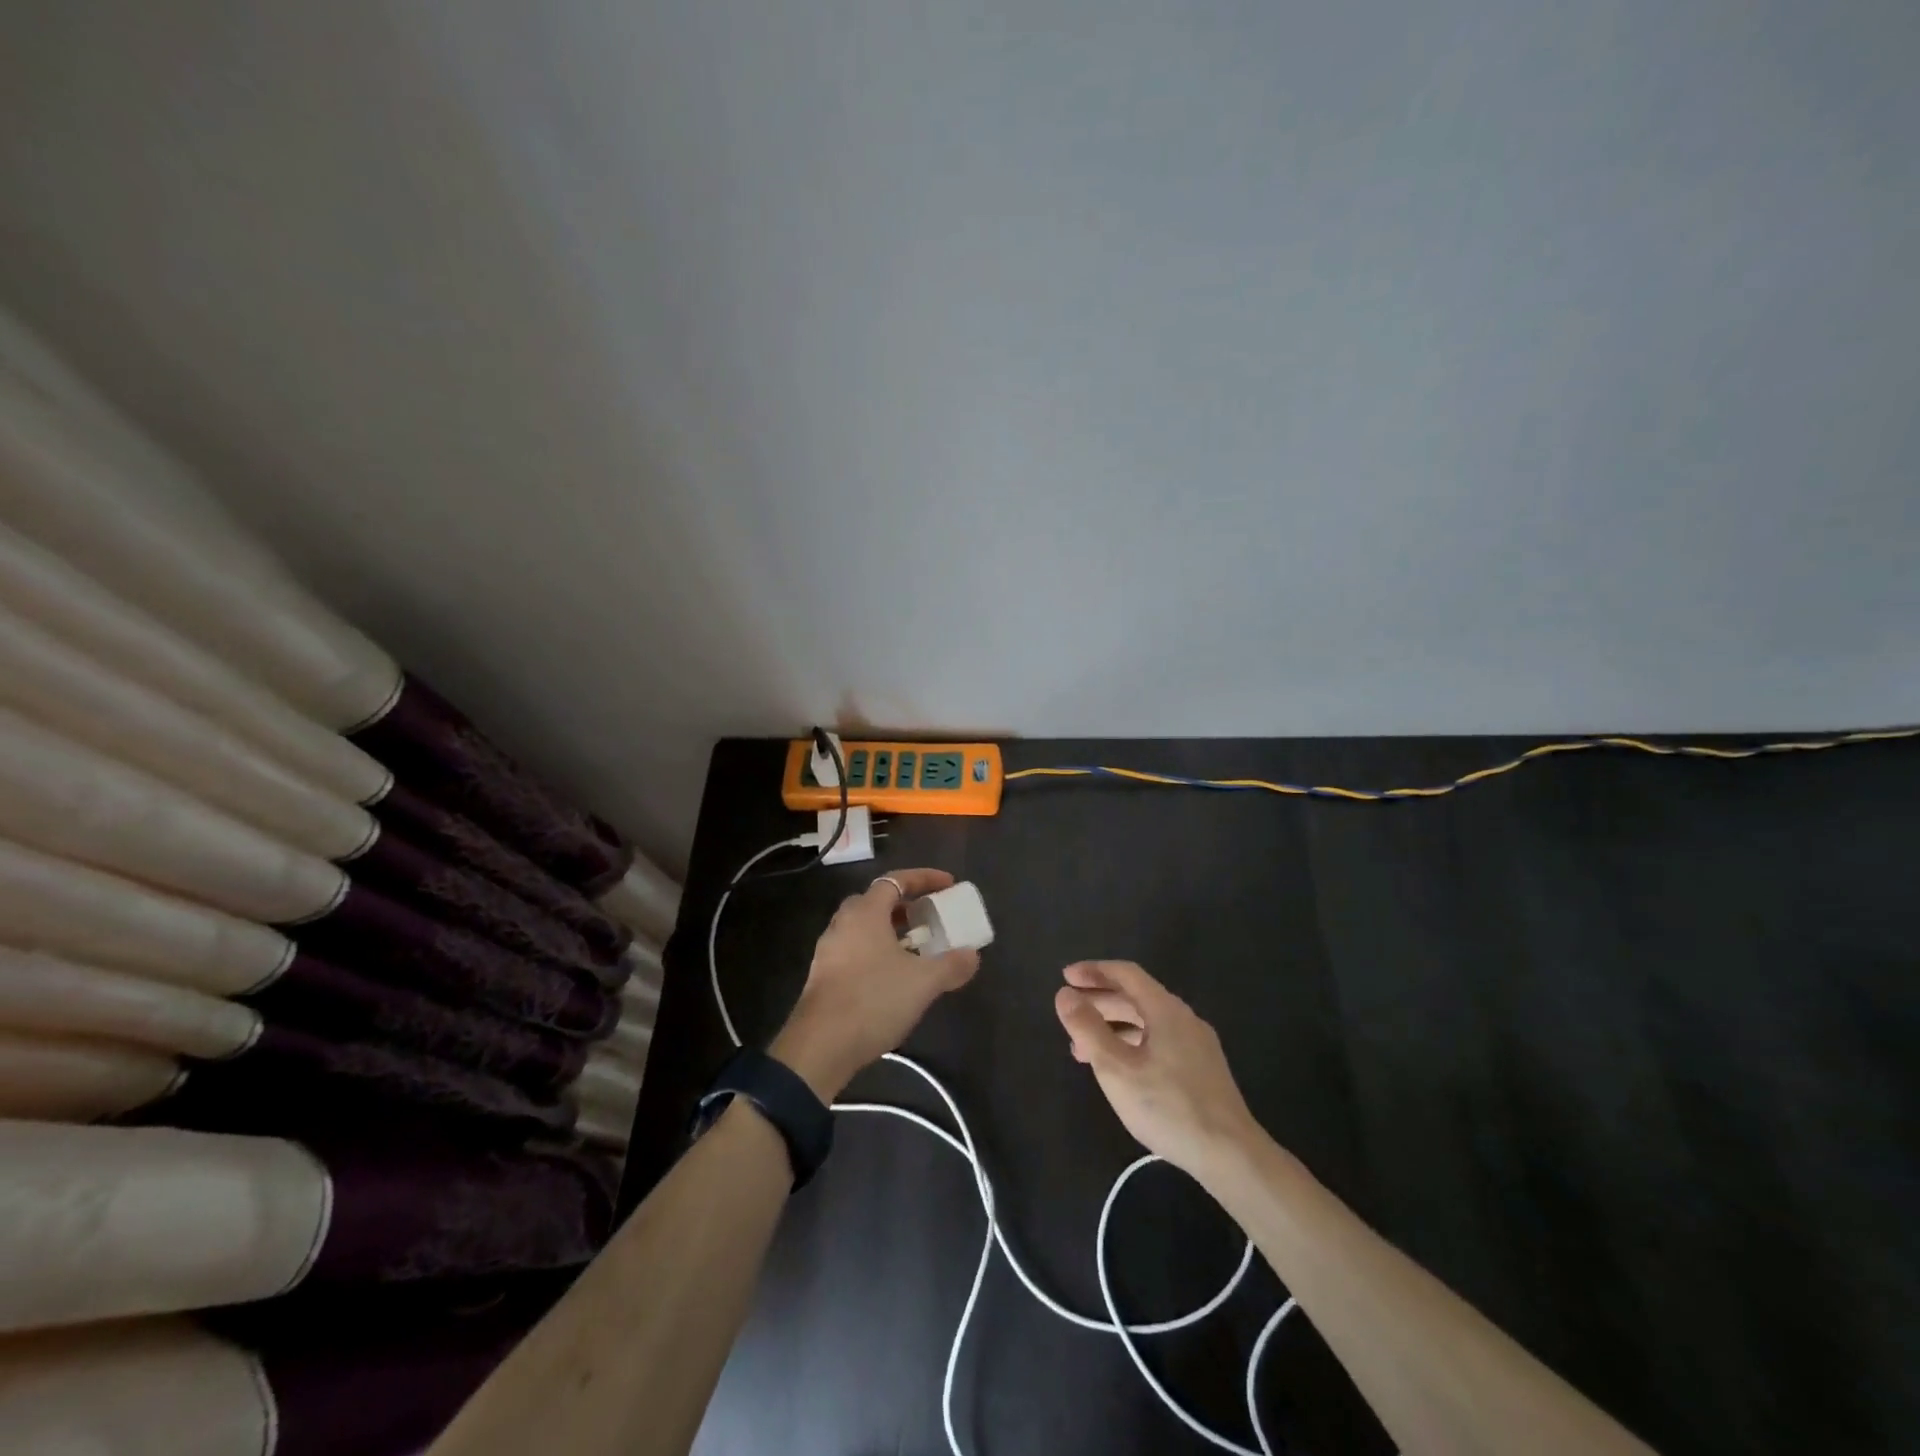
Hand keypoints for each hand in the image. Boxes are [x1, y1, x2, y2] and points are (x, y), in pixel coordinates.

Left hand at [771, 869, 980, 1099]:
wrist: (819, 1047)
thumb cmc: (873, 1000)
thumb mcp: (923, 982)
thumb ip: (951, 965)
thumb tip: (972, 955)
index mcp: (865, 913)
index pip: (895, 880)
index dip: (924, 878)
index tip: (949, 884)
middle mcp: (843, 924)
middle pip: (876, 902)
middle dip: (905, 906)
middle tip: (929, 917)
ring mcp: (828, 951)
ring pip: (864, 929)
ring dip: (890, 932)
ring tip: (916, 949)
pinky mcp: (823, 977)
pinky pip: (855, 951)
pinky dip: (877, 953)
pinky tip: (894, 977)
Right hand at [1054, 960, 1259, 1177]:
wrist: (1231, 1154)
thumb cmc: (1169, 1107)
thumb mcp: (1117, 1068)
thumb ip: (1088, 1029)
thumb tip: (1064, 995)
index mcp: (1165, 1010)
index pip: (1126, 974)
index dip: (1094, 971)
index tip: (1066, 977)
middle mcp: (1184, 1018)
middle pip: (1137, 996)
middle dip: (1100, 1000)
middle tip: (1070, 1011)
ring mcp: (1197, 1044)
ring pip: (1148, 1021)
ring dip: (1114, 1026)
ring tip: (1083, 1047)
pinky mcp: (1202, 1069)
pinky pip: (1160, 1040)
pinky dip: (1132, 1043)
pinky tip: (1120, 1067)